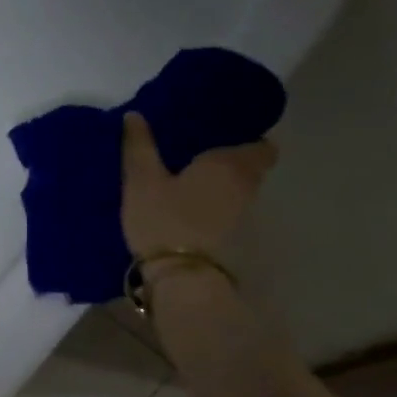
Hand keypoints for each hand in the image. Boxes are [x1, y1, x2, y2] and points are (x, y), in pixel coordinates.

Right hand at [120, 110, 275, 262]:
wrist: (181, 280)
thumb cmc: (164, 220)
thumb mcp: (142, 181)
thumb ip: (139, 147)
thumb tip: (134, 116)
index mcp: (229, 163)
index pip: (262, 145)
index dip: (250, 138)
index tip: (227, 133)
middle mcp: (245, 187)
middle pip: (250, 169)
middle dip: (231, 160)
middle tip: (200, 153)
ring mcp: (241, 217)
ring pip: (238, 192)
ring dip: (221, 186)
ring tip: (190, 179)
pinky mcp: (230, 241)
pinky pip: (226, 212)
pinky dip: (213, 206)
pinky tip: (188, 207)